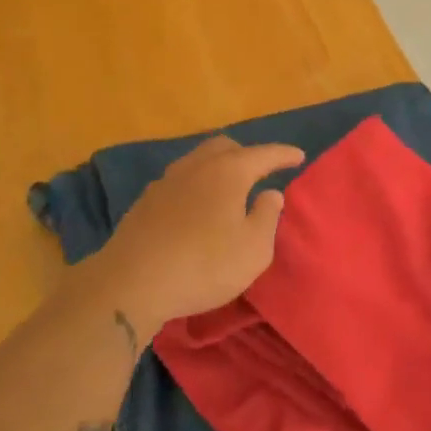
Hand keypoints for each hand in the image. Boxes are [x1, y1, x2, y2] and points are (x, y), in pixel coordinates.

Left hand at [97, 137, 304, 334]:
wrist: (131, 283)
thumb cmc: (203, 265)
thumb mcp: (253, 249)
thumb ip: (267, 216)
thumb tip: (270, 193)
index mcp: (228, 171)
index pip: (263, 154)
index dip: (283, 154)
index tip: (299, 157)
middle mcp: (197, 166)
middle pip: (225, 147)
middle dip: (247, 154)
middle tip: (262, 171)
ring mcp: (167, 181)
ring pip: (199, 160)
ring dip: (219, 167)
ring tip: (230, 188)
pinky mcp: (146, 202)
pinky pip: (181, 180)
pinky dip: (198, 184)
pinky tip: (198, 206)